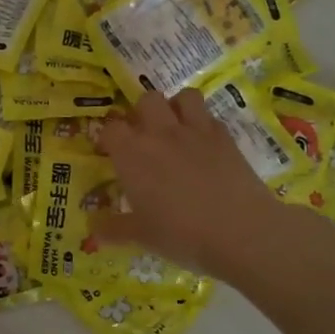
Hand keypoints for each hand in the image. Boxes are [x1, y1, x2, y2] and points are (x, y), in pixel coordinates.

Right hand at [92, 89, 289, 280]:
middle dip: (142, 113)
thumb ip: (114, 229)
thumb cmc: (181, 234)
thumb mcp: (142, 236)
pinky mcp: (225, 137)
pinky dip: (204, 124)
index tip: (109, 152)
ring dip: (176, 107)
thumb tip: (93, 231)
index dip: (108, 137)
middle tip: (144, 137)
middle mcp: (160, 134)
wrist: (240, 231)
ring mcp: (196, 131)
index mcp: (132, 154)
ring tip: (176, 129)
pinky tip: (204, 145)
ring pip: (183, 97)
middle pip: (146, 100)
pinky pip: (210, 116)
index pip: (111, 128)